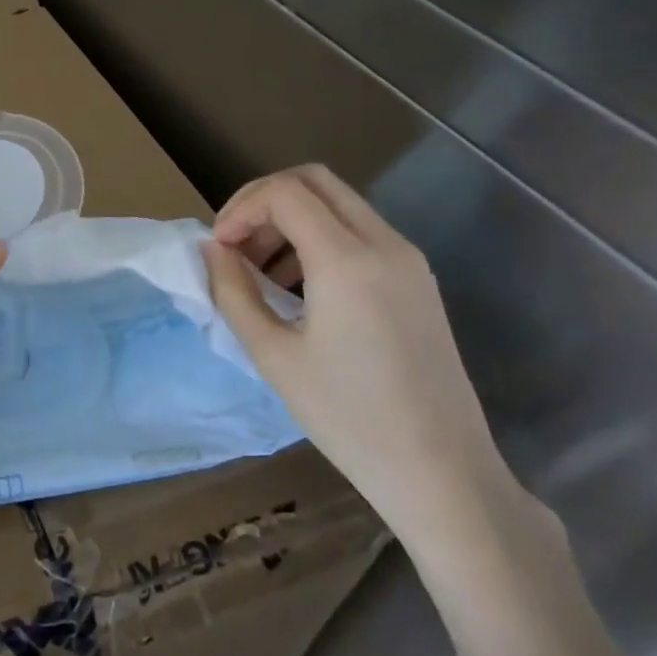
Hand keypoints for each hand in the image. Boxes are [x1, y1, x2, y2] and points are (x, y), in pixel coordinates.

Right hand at [202, 165, 513, 543]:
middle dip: (263, 200)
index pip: (284, 192)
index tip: (219, 249)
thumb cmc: (349, 419)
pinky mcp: (418, 280)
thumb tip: (212, 250)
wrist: (444, 475)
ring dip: (291, 217)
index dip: (240, 208)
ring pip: (338, 202)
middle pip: (314, 180)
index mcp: (347, 260)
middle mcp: (385, 244)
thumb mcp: (273, 355)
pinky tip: (299, 287)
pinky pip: (360, 231)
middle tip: (235, 243)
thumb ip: (233, 291)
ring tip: (260, 269)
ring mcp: (409, 260)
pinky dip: (319, 237)